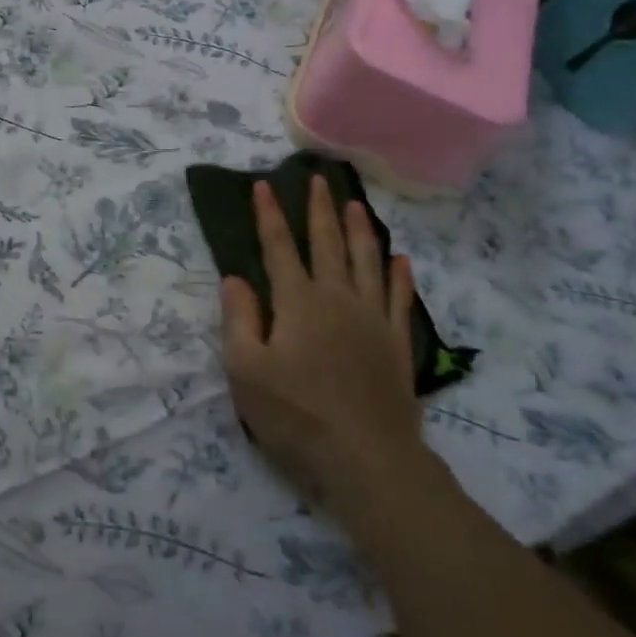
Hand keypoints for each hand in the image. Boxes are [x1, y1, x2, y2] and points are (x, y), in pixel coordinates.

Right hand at [218, 175, 426, 522]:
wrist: (366, 457)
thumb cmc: (296, 414)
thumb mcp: (246, 371)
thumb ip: (239, 319)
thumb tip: (235, 278)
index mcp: (297, 302)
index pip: (278, 248)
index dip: (269, 216)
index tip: (264, 185)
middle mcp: (337, 298)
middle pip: (327, 243)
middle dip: (319, 209)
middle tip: (317, 179)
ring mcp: (372, 318)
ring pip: (366, 261)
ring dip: (359, 230)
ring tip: (354, 203)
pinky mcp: (396, 341)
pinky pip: (399, 297)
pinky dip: (400, 275)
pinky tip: (401, 259)